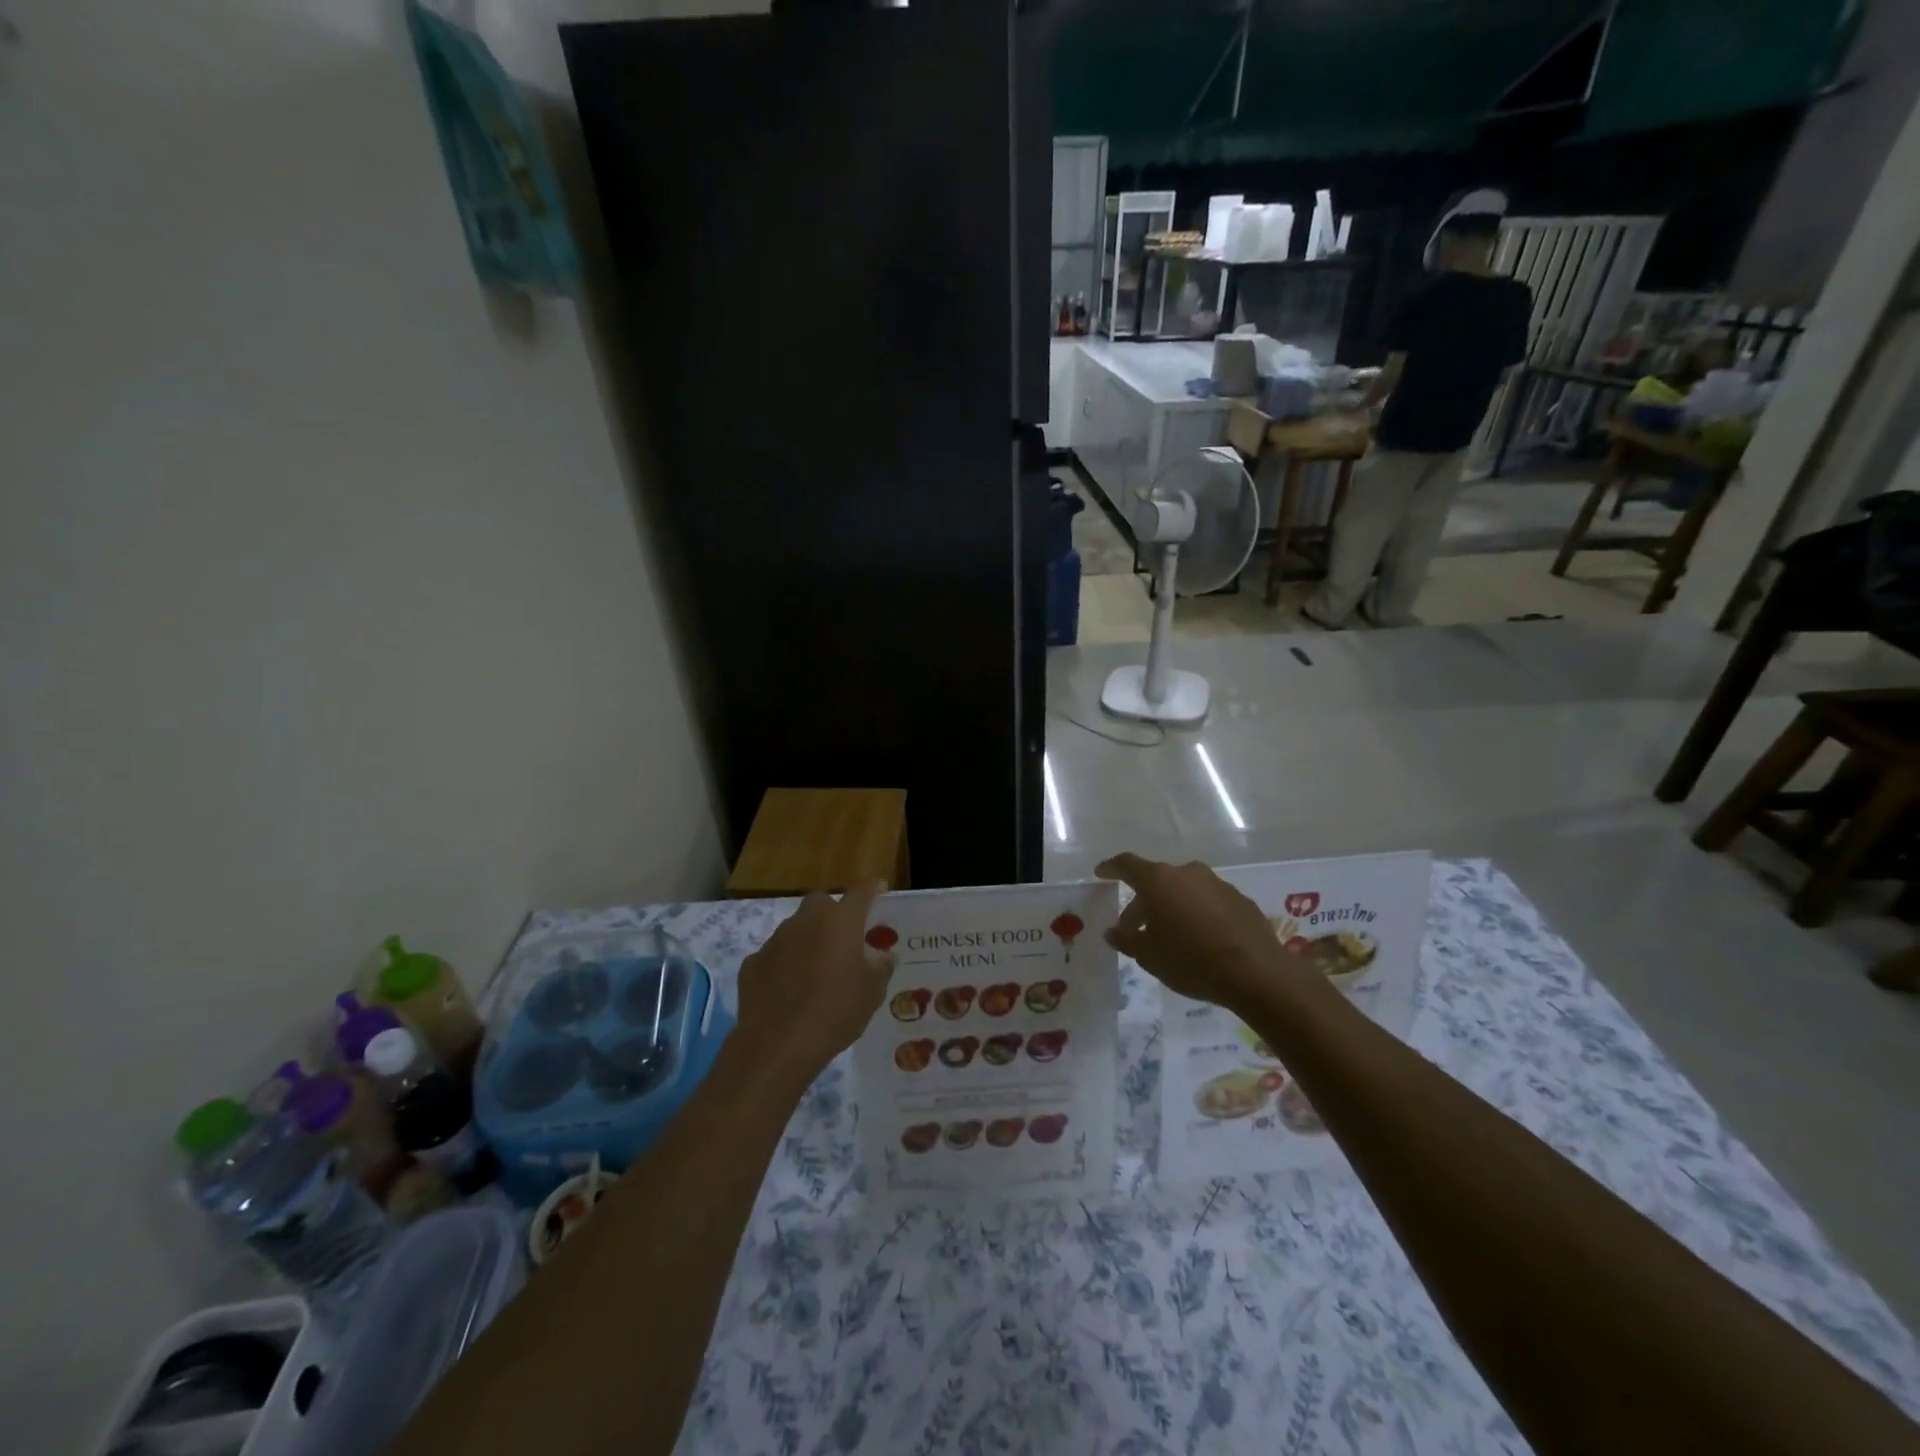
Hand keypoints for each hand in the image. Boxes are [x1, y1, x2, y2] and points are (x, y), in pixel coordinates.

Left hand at [734, 882, 892, 1090]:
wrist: (777, 1045)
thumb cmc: (835, 1012)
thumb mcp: (871, 993)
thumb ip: (881, 967)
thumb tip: (885, 955)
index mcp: (840, 922)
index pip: (860, 893)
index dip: (872, 889)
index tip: (879, 888)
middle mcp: (806, 921)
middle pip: (822, 902)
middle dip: (833, 913)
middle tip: (844, 936)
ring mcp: (775, 940)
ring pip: (796, 927)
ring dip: (807, 938)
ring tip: (816, 967)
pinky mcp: (753, 963)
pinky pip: (774, 954)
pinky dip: (784, 963)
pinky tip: (788, 987)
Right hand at [1096, 853, 1309, 1012]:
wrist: (1256, 973)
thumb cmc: (1191, 961)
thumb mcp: (1149, 956)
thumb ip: (1126, 939)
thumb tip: (1113, 931)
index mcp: (1159, 881)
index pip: (1127, 865)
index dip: (1111, 868)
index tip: (1101, 872)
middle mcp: (1187, 873)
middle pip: (1156, 881)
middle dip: (1142, 903)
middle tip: (1134, 929)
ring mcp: (1217, 883)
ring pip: (1183, 890)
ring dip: (1171, 907)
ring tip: (1168, 936)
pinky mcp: (1239, 899)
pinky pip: (1208, 901)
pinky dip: (1197, 913)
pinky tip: (1199, 939)